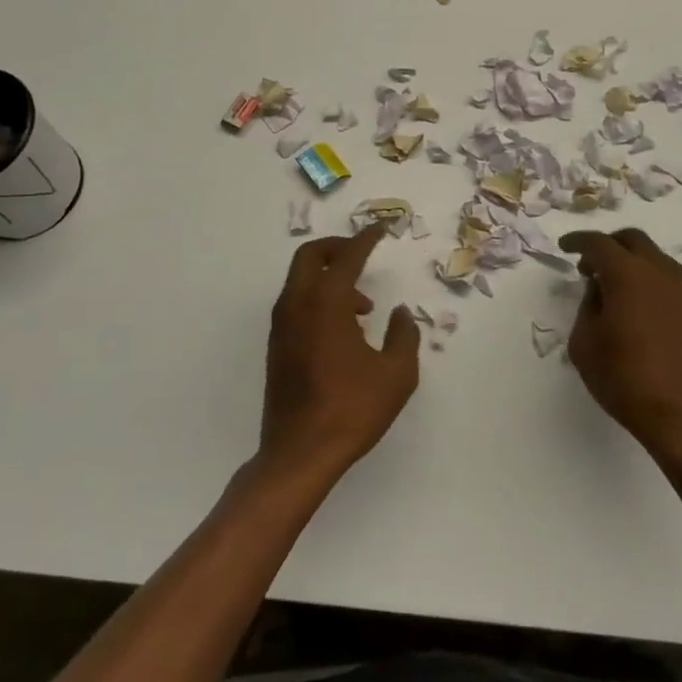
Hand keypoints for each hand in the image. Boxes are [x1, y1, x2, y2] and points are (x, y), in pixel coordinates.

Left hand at [259, 224, 418, 484]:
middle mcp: (298, 305)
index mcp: (326, 303)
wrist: (299, 454)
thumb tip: (398, 313)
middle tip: (363, 254)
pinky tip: (344, 329)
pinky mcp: (277, 346)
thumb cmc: (352, 410)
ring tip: (363, 307)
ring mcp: (282, 326)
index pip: (347, 257)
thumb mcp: (396, 374)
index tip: (381, 228)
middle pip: (310, 256)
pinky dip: (318, 299)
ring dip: (329, 277)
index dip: (366, 238)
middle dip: (338, 247)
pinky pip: (297, 303)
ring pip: (301, 280)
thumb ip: (403, 335)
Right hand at [559, 228, 681, 463]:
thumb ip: (587, 306)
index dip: (578, 241)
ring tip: (615, 288)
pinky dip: (651, 281)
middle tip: (590, 265)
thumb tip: (599, 290)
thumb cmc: (625, 379)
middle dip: (608, 245)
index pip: (598, 243)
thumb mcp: (585, 343)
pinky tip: (641, 307)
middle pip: (632, 240)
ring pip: (655, 258)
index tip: (565, 246)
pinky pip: (670, 280)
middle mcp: (659, 272)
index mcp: (627, 274)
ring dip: (632, 262)